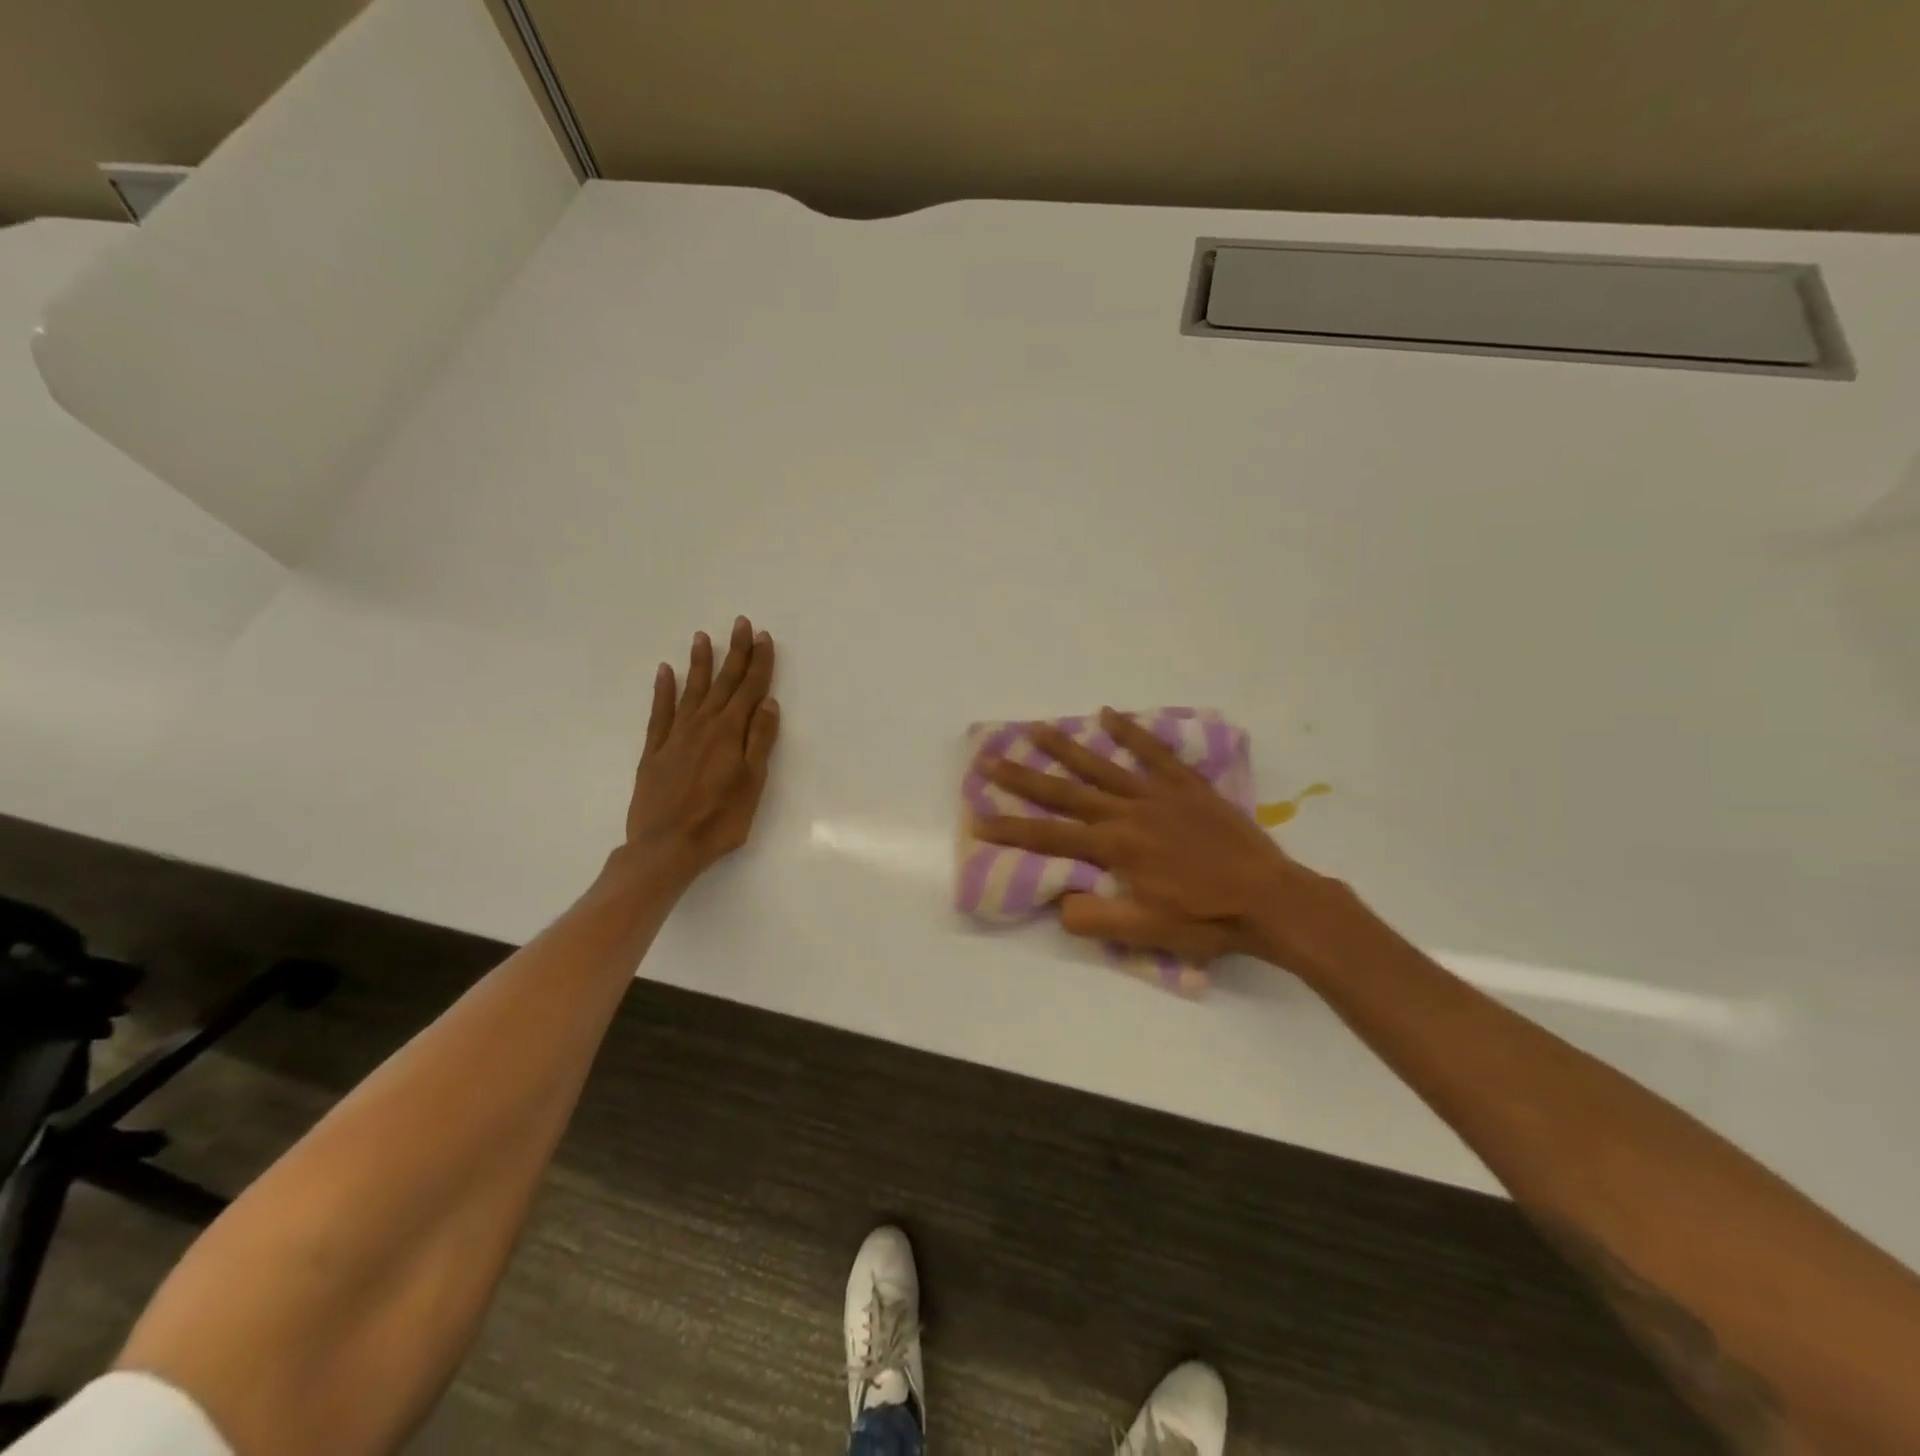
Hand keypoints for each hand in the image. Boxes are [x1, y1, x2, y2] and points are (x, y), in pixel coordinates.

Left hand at [623, 616, 779, 886]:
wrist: (666, 846)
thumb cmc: (719, 819)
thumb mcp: (752, 782)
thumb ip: (759, 741)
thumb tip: (767, 703)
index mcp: (730, 733)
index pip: (749, 689)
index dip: (758, 663)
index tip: (763, 637)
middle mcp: (703, 725)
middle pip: (723, 683)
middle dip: (735, 652)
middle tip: (741, 624)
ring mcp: (675, 736)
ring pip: (692, 690)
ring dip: (700, 663)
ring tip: (703, 637)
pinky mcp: (654, 750)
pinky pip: (660, 711)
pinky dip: (663, 690)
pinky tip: (665, 672)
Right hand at [977, 707, 1349, 969]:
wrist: (1270, 899)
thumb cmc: (1206, 920)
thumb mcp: (1146, 933)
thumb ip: (1095, 917)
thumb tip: (1059, 900)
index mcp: (1116, 848)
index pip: (1051, 837)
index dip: (1012, 829)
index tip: (979, 818)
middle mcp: (1129, 813)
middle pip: (1067, 793)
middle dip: (1025, 778)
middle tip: (991, 758)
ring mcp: (1158, 794)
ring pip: (1103, 766)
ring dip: (1067, 748)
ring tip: (1037, 729)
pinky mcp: (1187, 786)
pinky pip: (1154, 753)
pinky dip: (1131, 733)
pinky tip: (1109, 714)